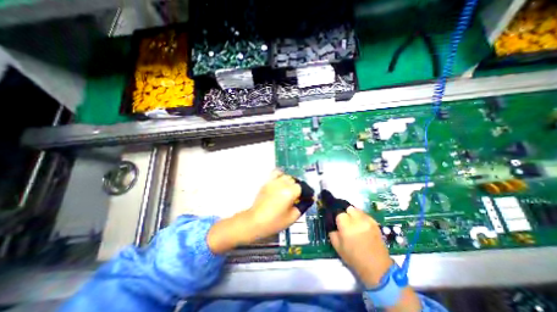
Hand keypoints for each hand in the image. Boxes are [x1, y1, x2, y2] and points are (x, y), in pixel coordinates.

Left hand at [206, 171, 299, 253]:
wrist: (255, 221)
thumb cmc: (274, 222)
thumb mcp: (292, 217)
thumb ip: (303, 206)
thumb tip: (310, 199)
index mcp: (290, 192)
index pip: (303, 187)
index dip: (307, 192)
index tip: (308, 197)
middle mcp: (282, 184)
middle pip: (295, 181)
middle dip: (299, 188)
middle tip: (298, 197)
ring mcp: (273, 181)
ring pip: (287, 176)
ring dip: (291, 182)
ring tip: (290, 190)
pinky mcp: (267, 182)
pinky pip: (276, 173)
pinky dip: (281, 175)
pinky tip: (281, 182)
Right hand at [330, 207, 390, 287]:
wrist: (377, 267)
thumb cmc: (354, 258)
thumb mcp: (337, 246)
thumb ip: (332, 231)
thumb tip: (332, 223)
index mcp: (346, 225)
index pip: (338, 213)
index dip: (337, 218)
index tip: (337, 223)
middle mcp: (358, 220)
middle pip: (348, 208)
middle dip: (346, 213)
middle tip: (345, 222)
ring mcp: (368, 220)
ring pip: (357, 210)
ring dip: (354, 214)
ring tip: (354, 223)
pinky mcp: (375, 223)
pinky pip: (365, 215)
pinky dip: (361, 217)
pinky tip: (361, 226)